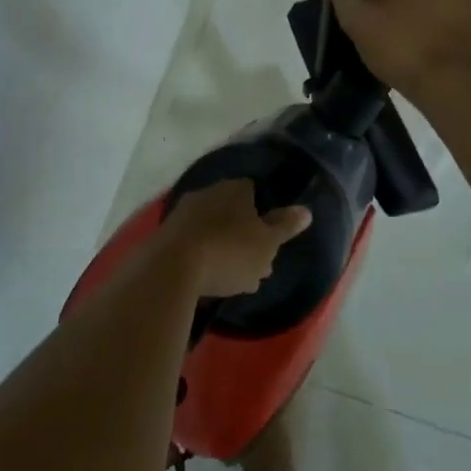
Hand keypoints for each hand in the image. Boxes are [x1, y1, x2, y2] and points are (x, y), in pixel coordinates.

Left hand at [162, 179, 312, 298]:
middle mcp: (208, 192)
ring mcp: (183, 212)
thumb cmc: (230, 251)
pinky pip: (192, 244)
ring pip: (213, 230)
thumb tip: (305, 210)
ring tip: (233, 282)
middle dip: (243, 237)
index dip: (264, 217)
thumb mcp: (267, 243)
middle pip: (232, 213)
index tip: (269, 243)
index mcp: (235, 188)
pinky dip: (202, 258)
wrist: (172, 267)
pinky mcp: (165, 233)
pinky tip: (208, 282)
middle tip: (255, 267)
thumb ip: (285, 226)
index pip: (254, 192)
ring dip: (223, 250)